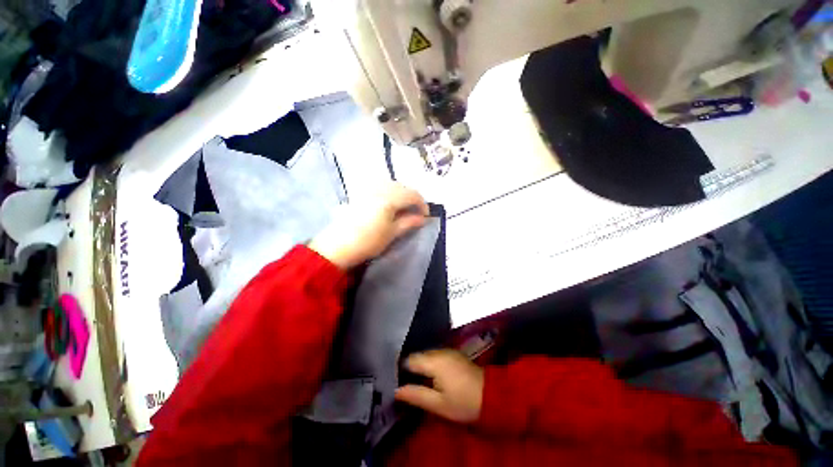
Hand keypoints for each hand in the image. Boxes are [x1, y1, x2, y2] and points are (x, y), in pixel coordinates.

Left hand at [309, 183, 428, 269]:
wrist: (338, 246)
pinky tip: (388, 202)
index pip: (412, 195)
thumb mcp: (392, 233)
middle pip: (402, 187)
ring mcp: (368, 189)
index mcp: (389, 199)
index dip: (422, 204)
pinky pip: (379, 186)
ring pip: (391, 184)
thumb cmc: (368, 242)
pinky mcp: (360, 193)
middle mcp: (379, 189)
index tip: (426, 215)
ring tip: (403, 207)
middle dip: (412, 198)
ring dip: (401, 193)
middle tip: (416, 212)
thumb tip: (423, 218)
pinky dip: (389, 191)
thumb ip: (408, 222)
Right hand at [395, 350, 483, 423]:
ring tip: (415, 381)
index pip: (409, 360)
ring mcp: (447, 351)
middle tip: (403, 383)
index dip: (400, 369)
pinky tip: (429, 375)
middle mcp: (439, 351)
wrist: (491, 395)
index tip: (395, 380)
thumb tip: (396, 391)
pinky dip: (428, 363)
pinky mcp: (452, 354)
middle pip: (417, 356)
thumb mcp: (438, 405)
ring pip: (426, 355)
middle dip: (410, 367)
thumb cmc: (463, 402)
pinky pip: (434, 355)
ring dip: (419, 365)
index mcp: (434, 361)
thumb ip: (416, 395)